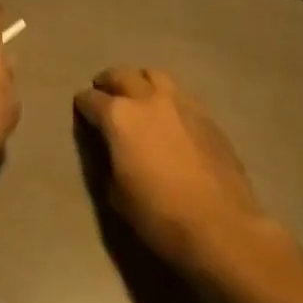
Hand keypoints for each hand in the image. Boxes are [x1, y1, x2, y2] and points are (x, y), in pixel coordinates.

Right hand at [74, 67, 274, 270]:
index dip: (83, 104)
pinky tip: (169, 114)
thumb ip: (108, 158)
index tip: (81, 109)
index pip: (91, 99)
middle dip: (108, 82)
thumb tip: (110, 146)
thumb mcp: (116, 193)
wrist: (221, 227)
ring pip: (154, 75)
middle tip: (105, 93)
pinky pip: (180, 93)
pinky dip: (167, 97)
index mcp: (119, 116)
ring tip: (138, 96)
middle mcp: (148, 98)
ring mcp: (180, 102)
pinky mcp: (206, 114)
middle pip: (121, 74)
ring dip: (140, 81)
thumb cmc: (159, 216)